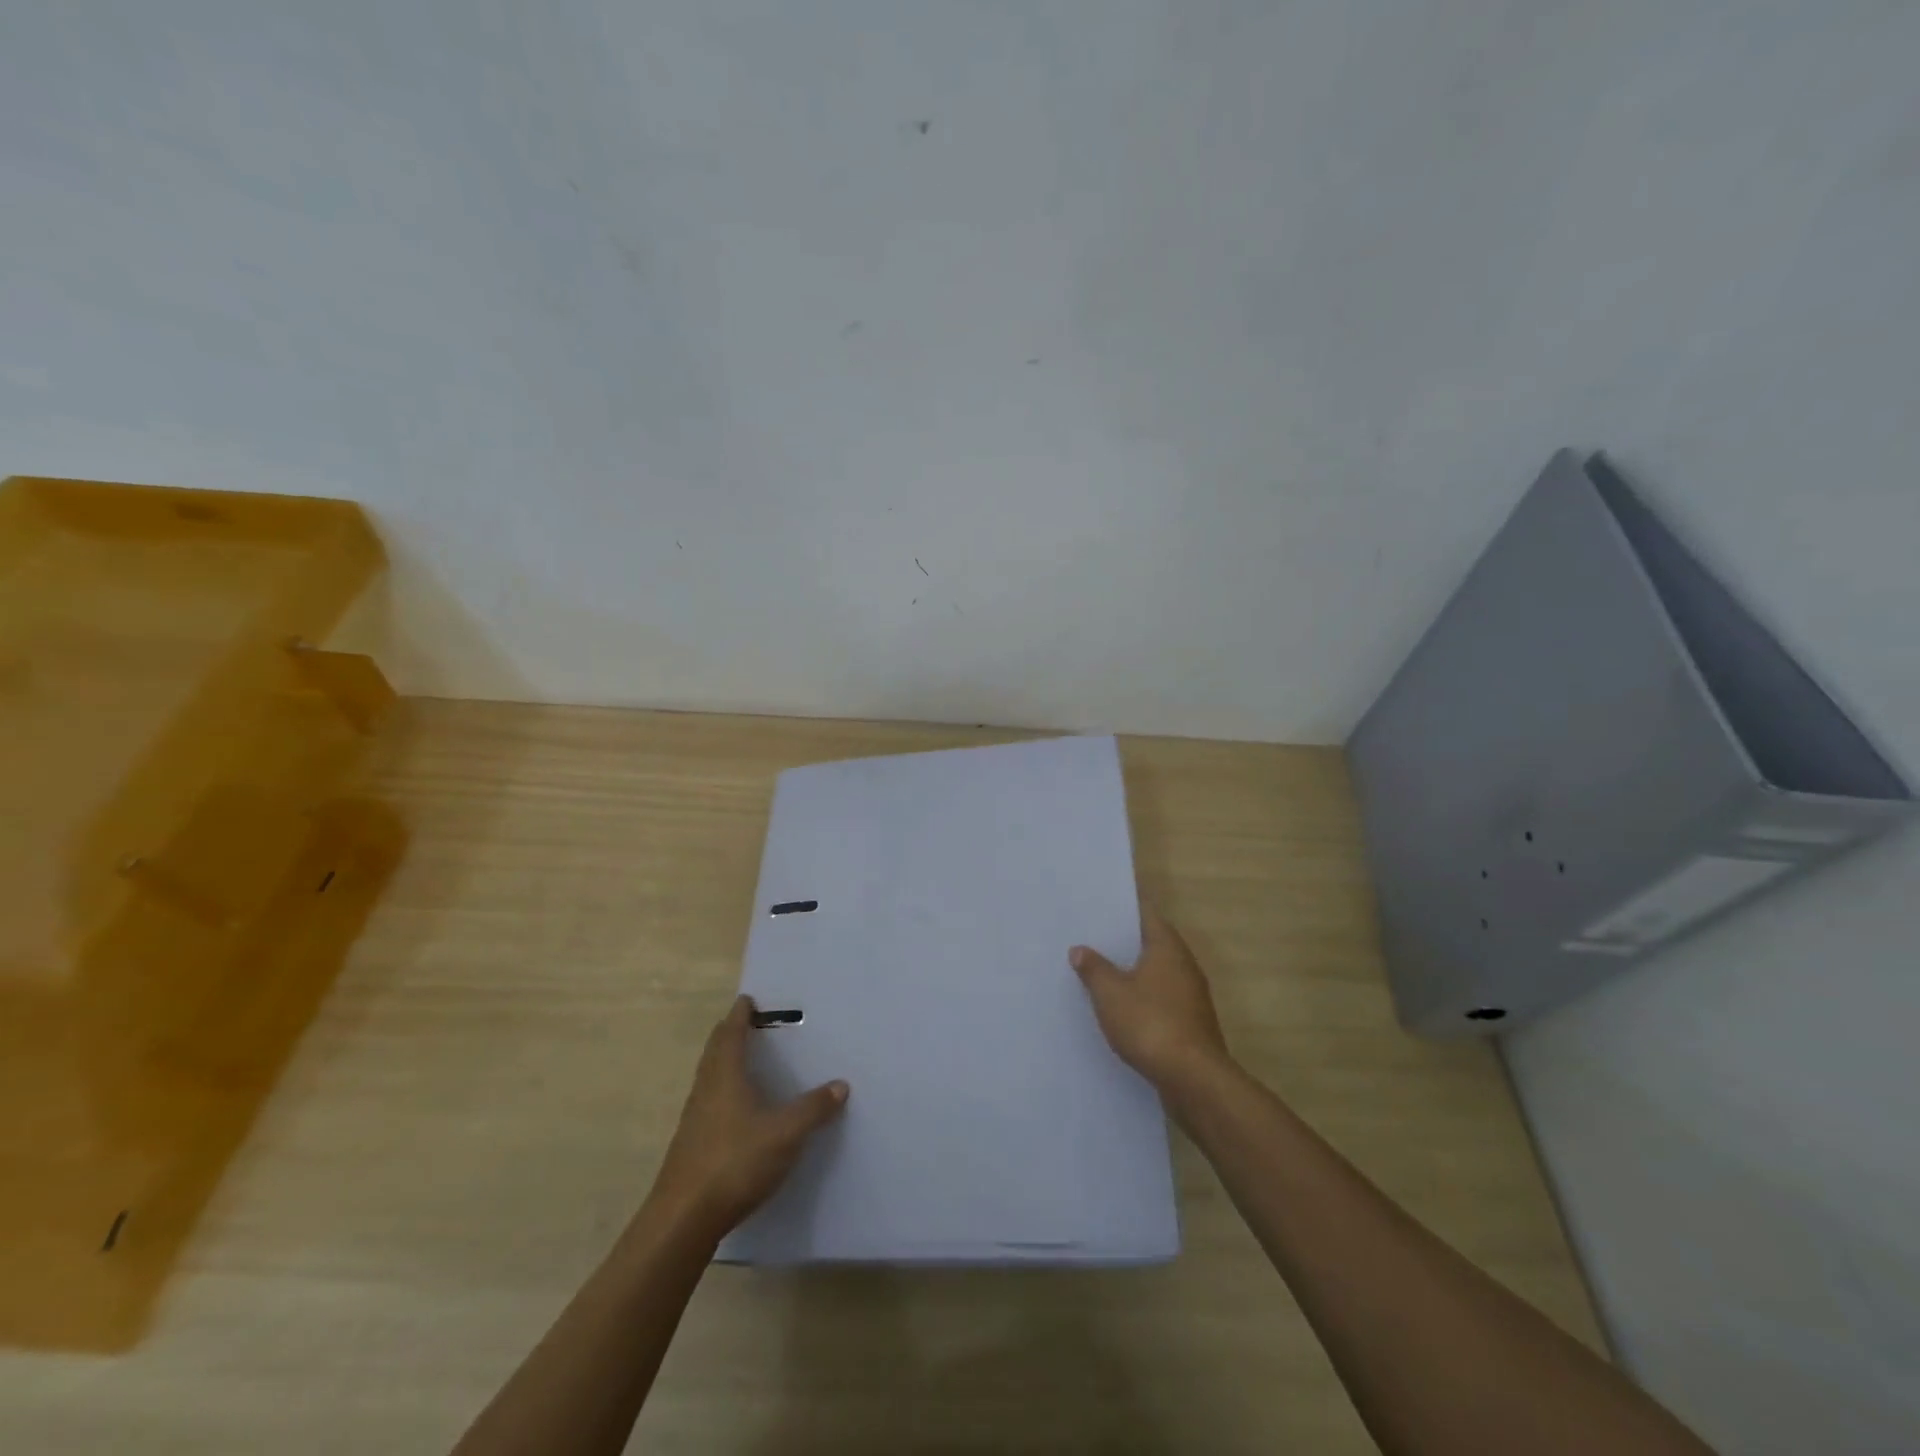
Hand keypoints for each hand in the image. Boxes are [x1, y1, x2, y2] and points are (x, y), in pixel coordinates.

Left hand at [649, 996, 847, 1237]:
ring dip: (724, 1062)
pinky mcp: (691, 1145)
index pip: (730, 1033)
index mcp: (725, 1076)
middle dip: (729, 1034)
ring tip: (745, 1060)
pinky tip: (737, 1109)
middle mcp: (706, 1089)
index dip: (739, 1015)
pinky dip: (722, 1090)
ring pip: (709, 1077)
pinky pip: (708, 1102)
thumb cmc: (735, 1162)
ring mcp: (694, 1118)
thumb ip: (813, 1108)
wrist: (683, 1219)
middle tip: (747, 1023)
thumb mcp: (785, 1134)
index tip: (748, 999)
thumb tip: (841, 1084)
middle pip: (715, 1052)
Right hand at [1071, 905, 1229, 1089]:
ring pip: (1156, 974)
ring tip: (1099, 972)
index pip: (1146, 914)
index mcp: (1167, 948)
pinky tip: (1119, 1009)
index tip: (1100, 906)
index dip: (1124, 909)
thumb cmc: (1150, 1023)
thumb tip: (1080, 949)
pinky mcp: (1190, 1023)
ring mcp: (1191, 996)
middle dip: (1124, 942)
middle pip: (1152, 943)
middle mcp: (1184, 965)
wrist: (1193, 1079)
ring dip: (1132, 973)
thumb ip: (1094, 968)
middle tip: (1091, 938)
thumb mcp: (1111, 994)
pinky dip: (1141, 998)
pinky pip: (1160, 999)